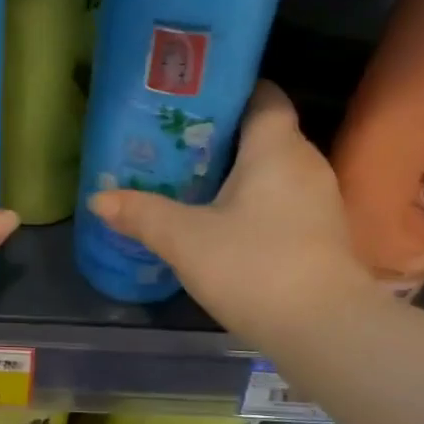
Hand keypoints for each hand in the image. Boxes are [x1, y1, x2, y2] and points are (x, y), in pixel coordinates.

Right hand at [87, 80, 370, 348]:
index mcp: (276, 148)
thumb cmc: (254, 267)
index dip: (230, 90)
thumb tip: (98, 198)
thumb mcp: (185, 239)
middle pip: (262, 132)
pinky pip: (280, 199)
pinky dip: (251, 201)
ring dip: (234, 172)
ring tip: (187, 179)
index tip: (190, 100)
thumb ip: (141, 214)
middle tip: (171, 142)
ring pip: (271, 169)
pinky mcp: (320, 234)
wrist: (325, 333)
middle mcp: (305, 164)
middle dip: (219, 135)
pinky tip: (219, 220)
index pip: (263, 95)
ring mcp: (318, 201)